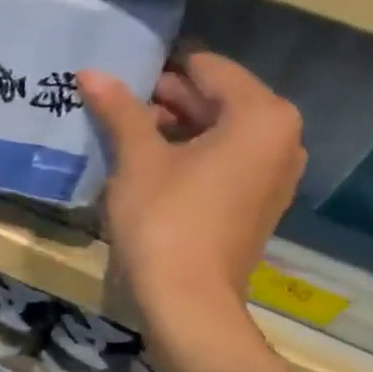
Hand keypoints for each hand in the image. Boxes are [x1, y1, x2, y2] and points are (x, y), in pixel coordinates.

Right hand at [80, 52, 305, 329]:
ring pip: (220, 132)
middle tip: (116, 106)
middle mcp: (281, 137)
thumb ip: (119, 110)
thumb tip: (91, 72)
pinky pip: (225, 162)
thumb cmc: (165, 221)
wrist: (188, 303)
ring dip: (175, 130)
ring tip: (126, 136)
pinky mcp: (258, 203)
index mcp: (261, 115)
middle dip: (167, 100)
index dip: (160, 69)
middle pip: (218, 99)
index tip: (120, 76)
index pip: (208, 68)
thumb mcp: (137, 160)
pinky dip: (192, 157)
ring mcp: (275, 174)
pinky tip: (151, 168)